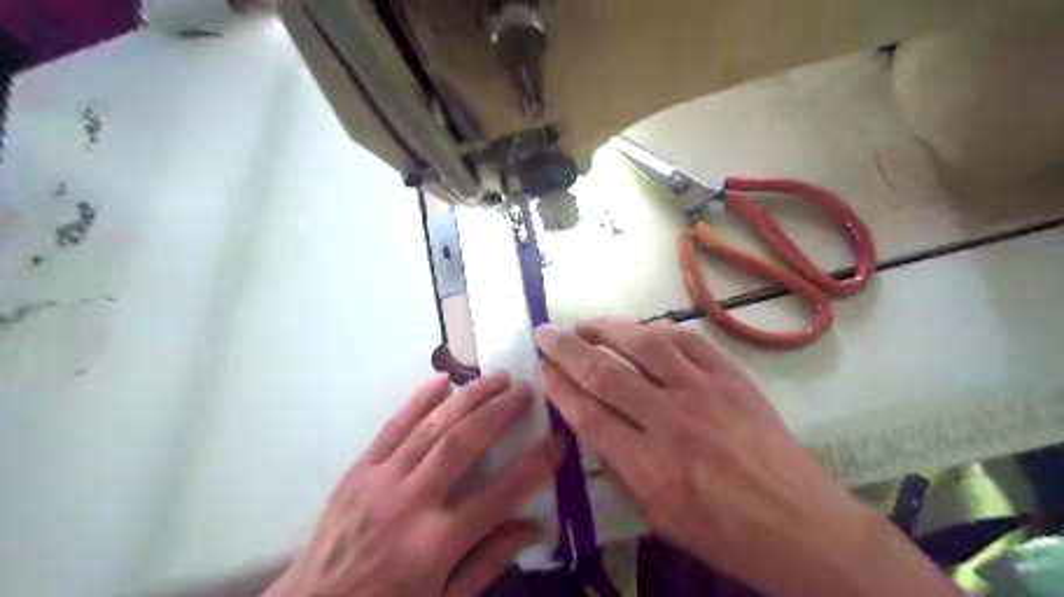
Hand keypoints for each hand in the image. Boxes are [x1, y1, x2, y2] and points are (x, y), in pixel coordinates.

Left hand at [266, 376, 565, 596]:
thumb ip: (489, 562)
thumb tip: (533, 526)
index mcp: (436, 543)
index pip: (499, 494)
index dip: (534, 464)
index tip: (556, 440)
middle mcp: (410, 503)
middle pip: (463, 443)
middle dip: (499, 411)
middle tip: (525, 391)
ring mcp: (380, 481)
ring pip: (431, 426)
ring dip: (467, 397)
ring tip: (496, 379)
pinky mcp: (358, 471)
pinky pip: (392, 427)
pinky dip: (418, 401)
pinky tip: (442, 380)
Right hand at [537, 320, 961, 596]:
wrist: (800, 525)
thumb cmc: (723, 532)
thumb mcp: (657, 517)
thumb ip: (620, 468)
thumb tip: (593, 425)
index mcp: (647, 464)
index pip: (587, 412)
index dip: (557, 385)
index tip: (540, 367)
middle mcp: (669, 420)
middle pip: (604, 372)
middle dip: (566, 348)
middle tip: (544, 333)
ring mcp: (703, 392)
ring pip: (644, 344)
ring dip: (607, 328)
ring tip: (586, 324)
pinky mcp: (731, 377)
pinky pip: (687, 340)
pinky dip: (657, 329)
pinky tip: (641, 329)